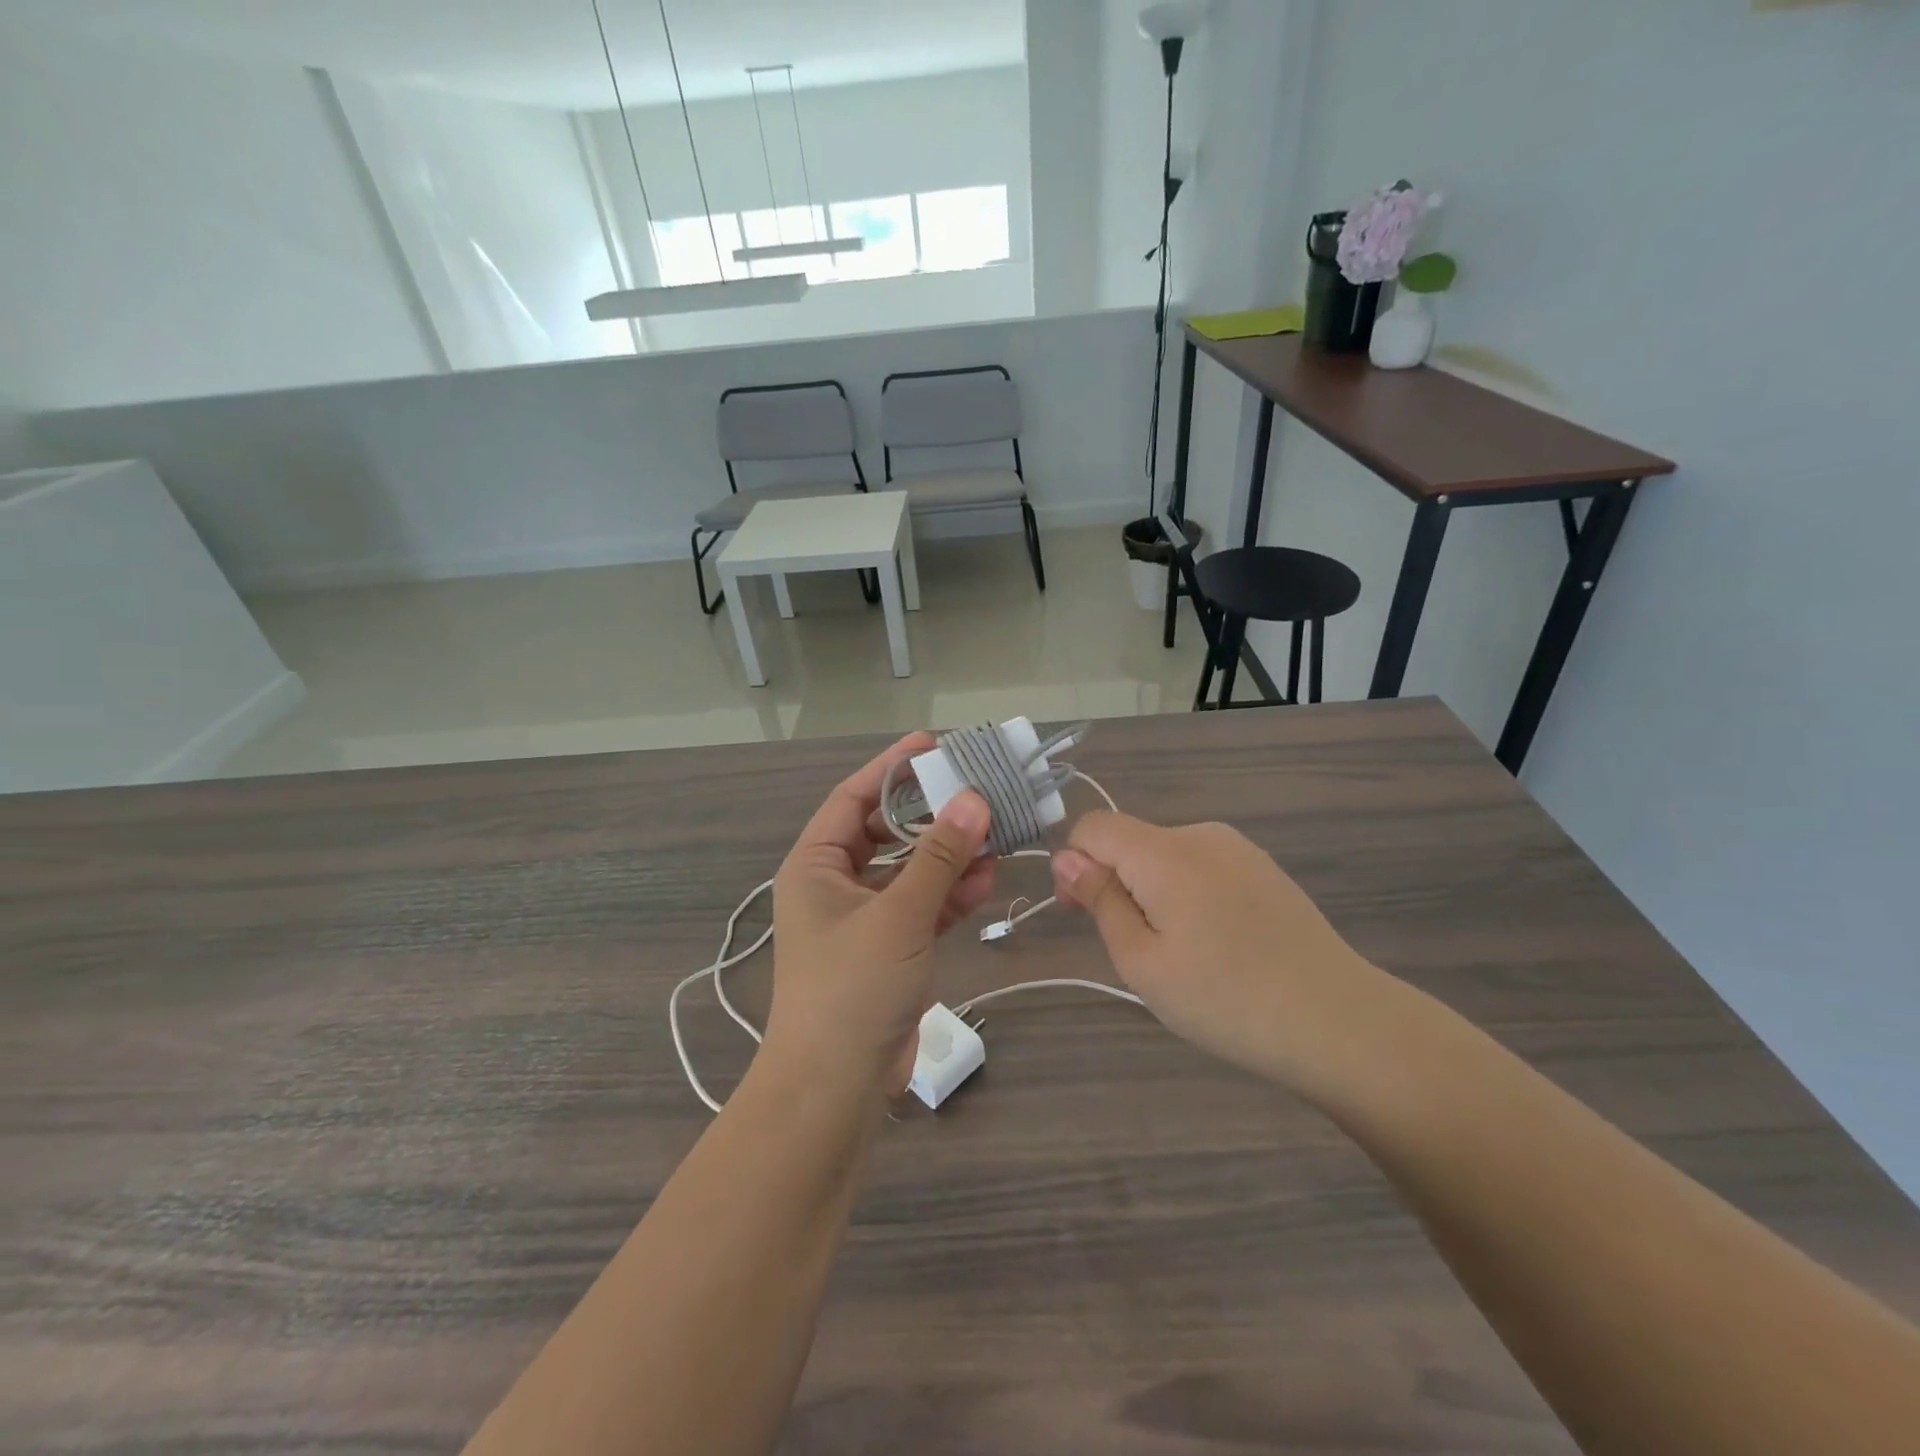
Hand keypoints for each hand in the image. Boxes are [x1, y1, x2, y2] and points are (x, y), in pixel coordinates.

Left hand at [765, 734, 996, 1099]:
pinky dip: (950, 894)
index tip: (934, 745)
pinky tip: (986, 879)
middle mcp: (834, 884)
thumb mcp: (898, 916)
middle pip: (887, 832)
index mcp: (815, 865)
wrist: (834, 1090)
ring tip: (994, 832)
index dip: (892, 768)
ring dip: (949, 855)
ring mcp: (863, 919)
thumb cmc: (851, 989)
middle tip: (976, 787)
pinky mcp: (889, 949)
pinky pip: (921, 907)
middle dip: (931, 813)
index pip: (855, 798)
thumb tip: (974, 798)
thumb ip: (939, 857)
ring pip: (910, 870)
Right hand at [1050, 812, 1396, 1100]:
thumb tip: (1068, 858)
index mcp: (1166, 853)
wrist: (1340, 1023)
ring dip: (1150, 892)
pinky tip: (1215, 944)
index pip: (1095, 827)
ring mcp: (1239, 850)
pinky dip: (1186, 895)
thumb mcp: (1143, 961)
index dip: (1074, 863)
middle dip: (1113, 882)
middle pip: (1131, 841)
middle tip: (1132, 950)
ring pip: (1165, 856)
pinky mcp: (1264, 869)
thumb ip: (1101, 901)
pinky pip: (1201, 867)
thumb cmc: (1227, 1000)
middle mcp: (1202, 835)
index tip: (1079, 913)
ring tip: (1178, 954)